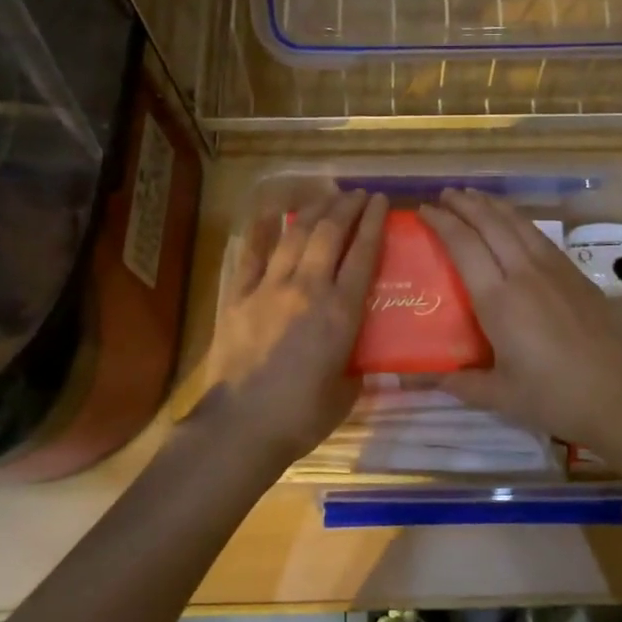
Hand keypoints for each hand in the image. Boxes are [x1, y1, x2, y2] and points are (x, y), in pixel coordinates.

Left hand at [191, 189, 387, 468]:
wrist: (241, 427)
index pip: (363, 254)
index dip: (374, 223)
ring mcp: (269, 288)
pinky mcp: (239, 296)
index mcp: (341, 313)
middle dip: (347, 207)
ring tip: (327, 196)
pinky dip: (261, 230)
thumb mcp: (346, 393)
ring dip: (313, 211)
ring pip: (294, 235)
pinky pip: (251, 254)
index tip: (382, 201)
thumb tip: (358, 357)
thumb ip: (356, 366)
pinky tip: (269, 212)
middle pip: (330, 234)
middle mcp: (308, 289)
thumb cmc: (301, 416)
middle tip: (359, 194)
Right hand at [418, 188, 621, 459]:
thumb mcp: (499, 396)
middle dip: (465, 204)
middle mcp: (524, 273)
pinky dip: (519, 221)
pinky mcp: (576, 275)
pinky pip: (540, 236)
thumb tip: (418, 378)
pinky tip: (514, 223)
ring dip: (493, 205)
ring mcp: (554, 270)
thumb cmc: (553, 397)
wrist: (619, 396)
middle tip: (444, 195)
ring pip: (519, 223)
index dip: (442, 222)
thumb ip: (458, 382)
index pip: (464, 245)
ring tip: (475, 196)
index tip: (424, 210)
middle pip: (491, 223)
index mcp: (498, 300)